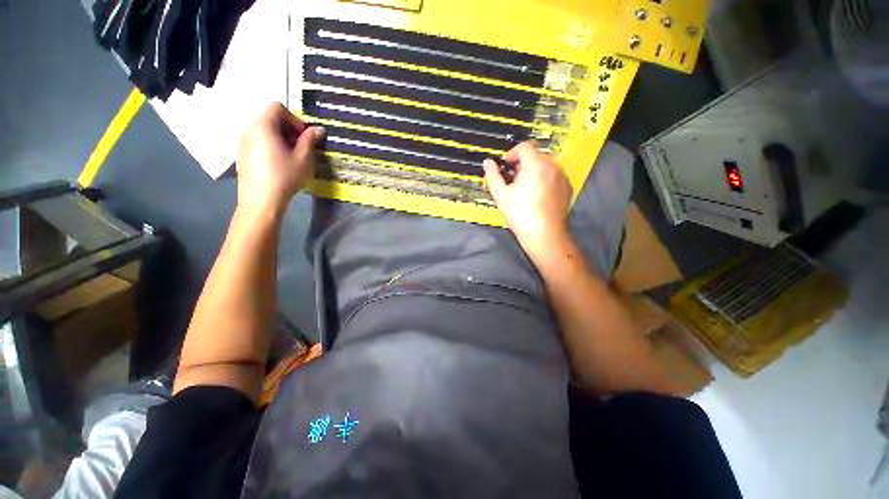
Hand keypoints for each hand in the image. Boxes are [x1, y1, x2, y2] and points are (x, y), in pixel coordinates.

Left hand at [236, 102, 323, 217]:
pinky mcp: (242, 154)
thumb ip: (310, 141)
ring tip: (292, 157)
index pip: (277, 107)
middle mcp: (249, 129)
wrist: (261, 201)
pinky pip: (258, 141)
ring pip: (264, 130)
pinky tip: (279, 164)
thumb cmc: (284, 177)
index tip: (304, 137)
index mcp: (263, 126)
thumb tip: (318, 129)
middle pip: (270, 118)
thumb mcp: (303, 159)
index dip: (294, 119)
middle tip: (301, 148)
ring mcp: (243, 142)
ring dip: (281, 138)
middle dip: (289, 129)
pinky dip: (271, 146)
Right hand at [483, 142, 572, 258]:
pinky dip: (544, 179)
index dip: (511, 153)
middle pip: (535, 155)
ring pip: (545, 165)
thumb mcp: (500, 195)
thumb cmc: (520, 213)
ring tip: (524, 189)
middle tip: (512, 180)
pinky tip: (537, 196)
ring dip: (533, 171)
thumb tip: (488, 162)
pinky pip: (553, 176)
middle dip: (522, 163)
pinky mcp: (567, 188)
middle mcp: (552, 166)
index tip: (504, 166)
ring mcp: (562, 177)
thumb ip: (492, 175)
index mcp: (535, 164)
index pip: (524, 147)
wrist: (544, 234)